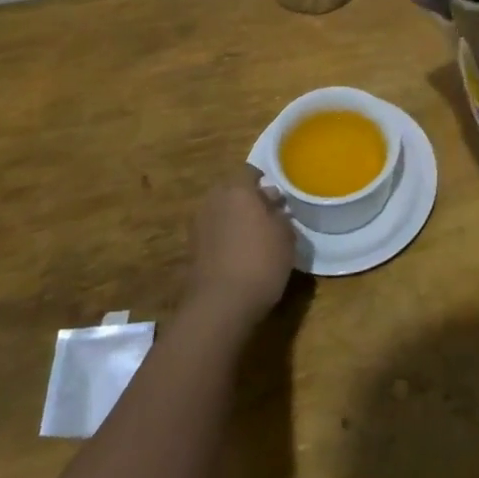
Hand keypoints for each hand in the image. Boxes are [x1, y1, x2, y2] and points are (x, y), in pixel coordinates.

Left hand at [183, 170, 298, 327]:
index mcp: (237, 189)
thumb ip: (280, 215)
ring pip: (222, 212)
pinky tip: (241, 253)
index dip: (265, 179)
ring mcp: (199, 225)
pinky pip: (214, 232)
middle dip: (249, 198)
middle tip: (269, 213)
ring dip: (236, 218)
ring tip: (257, 235)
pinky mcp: (192, 249)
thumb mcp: (286, 236)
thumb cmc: (260, 262)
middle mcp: (214, 200)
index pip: (250, 171)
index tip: (278, 192)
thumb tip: (274, 206)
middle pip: (233, 191)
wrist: (220, 306)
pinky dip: (226, 237)